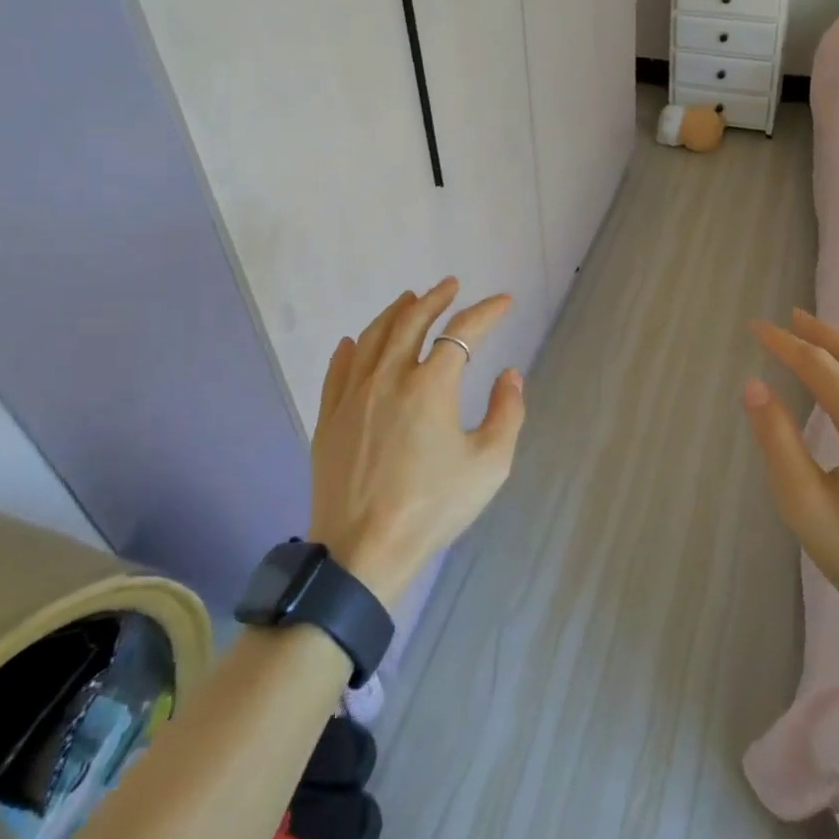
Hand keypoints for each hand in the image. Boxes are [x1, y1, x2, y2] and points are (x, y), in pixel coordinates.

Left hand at [308, 279, 525, 608]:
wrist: (362, 553)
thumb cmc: (432, 509)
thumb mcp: (489, 466)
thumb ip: (507, 413)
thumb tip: (509, 375)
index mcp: (430, 386)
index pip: (463, 332)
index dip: (487, 312)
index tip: (505, 302)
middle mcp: (389, 377)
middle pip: (412, 321)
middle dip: (436, 298)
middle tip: (451, 285)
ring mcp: (353, 396)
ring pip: (373, 337)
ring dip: (395, 313)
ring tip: (409, 299)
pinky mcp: (329, 418)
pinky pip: (338, 370)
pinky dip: (350, 349)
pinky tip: (353, 341)